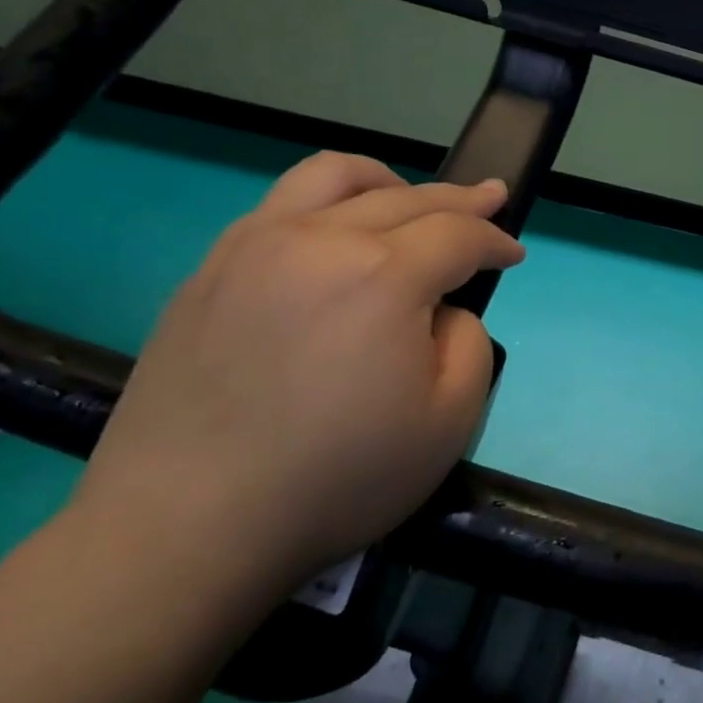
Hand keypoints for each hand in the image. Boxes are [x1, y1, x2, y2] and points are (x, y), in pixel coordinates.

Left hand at [73, 152, 523, 601]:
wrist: (188, 525)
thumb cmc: (337, 479)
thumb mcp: (448, 422)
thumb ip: (468, 343)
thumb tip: (441, 311)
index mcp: (384, 276)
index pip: (458, 234)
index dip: (495, 240)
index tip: (513, 254)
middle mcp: (319, 240)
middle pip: (406, 197)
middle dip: (460, 200)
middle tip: (491, 198)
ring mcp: (254, 247)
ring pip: (332, 177)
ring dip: (387, 181)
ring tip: (408, 197)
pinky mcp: (209, 270)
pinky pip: (279, 207)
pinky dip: (327, 204)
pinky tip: (334, 236)